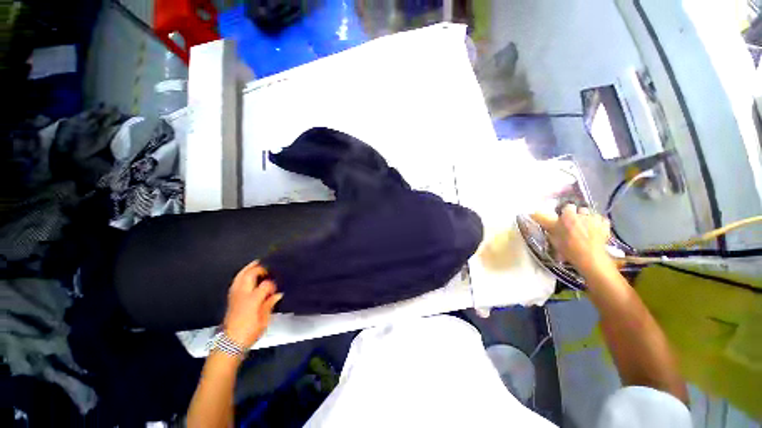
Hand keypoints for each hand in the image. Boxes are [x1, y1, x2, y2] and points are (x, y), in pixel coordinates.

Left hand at [223, 261, 282, 349]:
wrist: (230, 343)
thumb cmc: (250, 332)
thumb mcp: (264, 320)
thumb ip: (270, 304)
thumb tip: (278, 294)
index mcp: (253, 300)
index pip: (266, 284)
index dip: (273, 284)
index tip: (278, 287)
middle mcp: (242, 294)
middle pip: (250, 274)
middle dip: (260, 268)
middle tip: (269, 266)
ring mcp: (234, 295)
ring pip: (240, 276)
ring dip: (249, 268)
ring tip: (257, 263)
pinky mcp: (230, 298)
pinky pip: (236, 281)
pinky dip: (241, 274)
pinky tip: (246, 274)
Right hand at [531, 204, 615, 276]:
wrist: (591, 259)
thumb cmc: (569, 249)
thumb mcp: (554, 239)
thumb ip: (549, 228)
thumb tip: (542, 222)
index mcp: (568, 217)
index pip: (567, 207)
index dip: (565, 213)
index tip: (563, 219)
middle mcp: (583, 215)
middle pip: (580, 209)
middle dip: (577, 215)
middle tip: (573, 224)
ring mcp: (596, 220)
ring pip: (591, 214)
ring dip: (588, 218)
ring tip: (586, 227)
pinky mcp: (606, 226)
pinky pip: (602, 220)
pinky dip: (599, 223)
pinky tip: (596, 230)